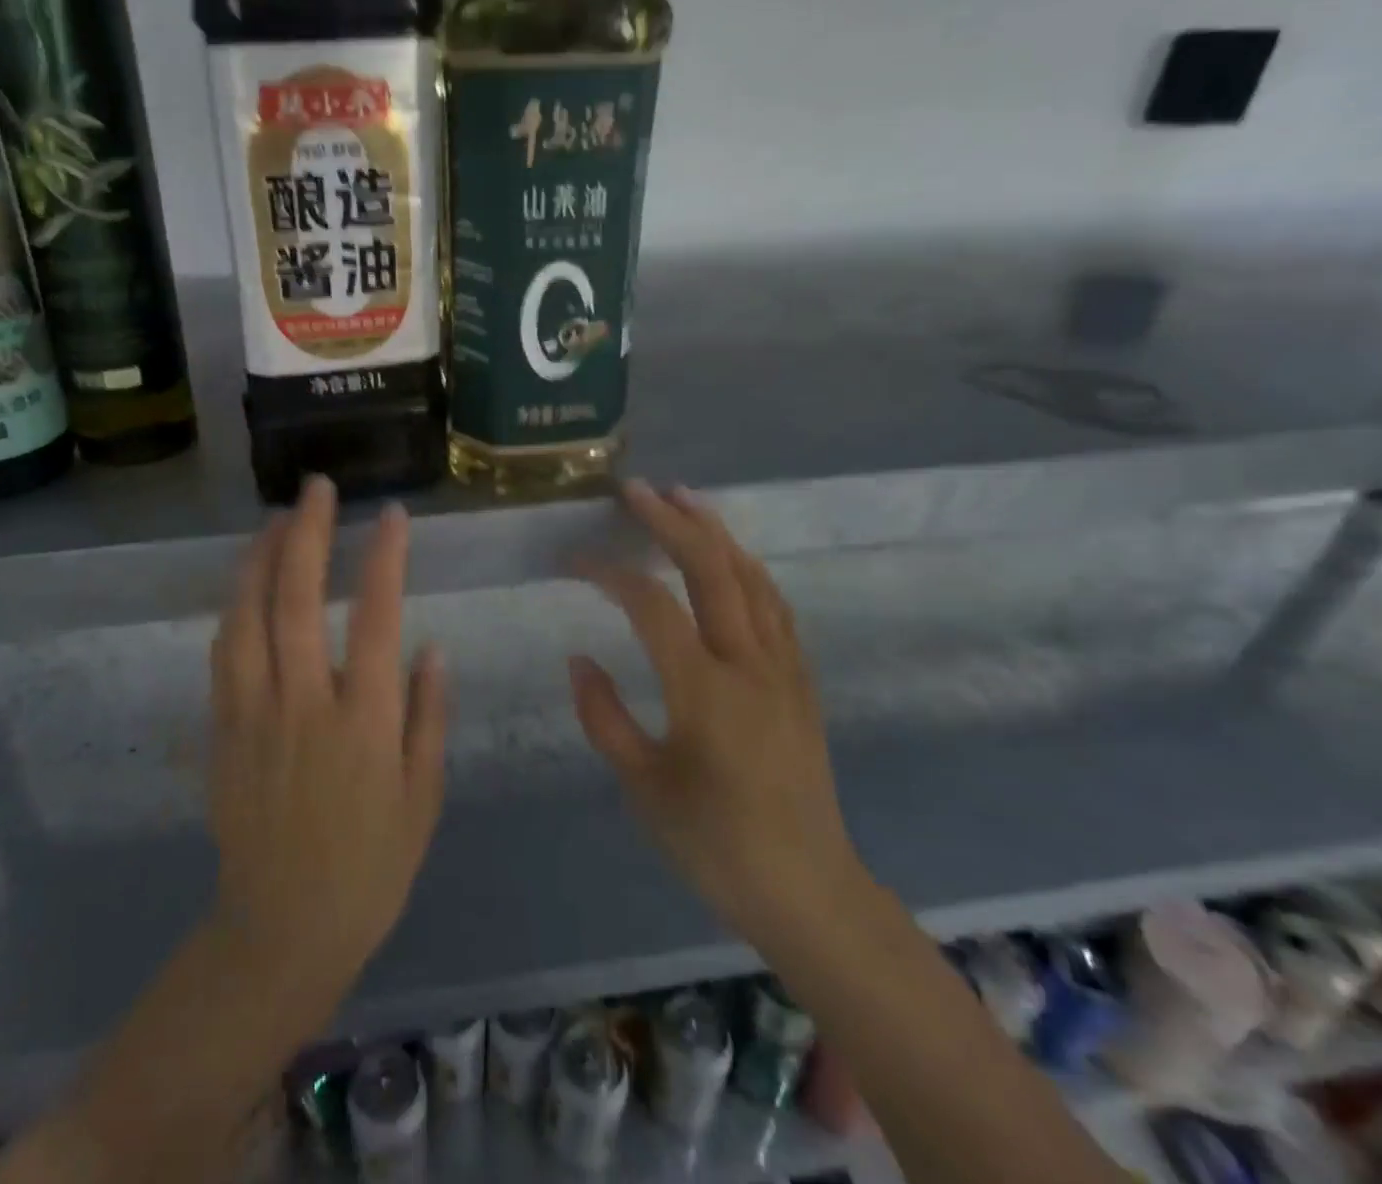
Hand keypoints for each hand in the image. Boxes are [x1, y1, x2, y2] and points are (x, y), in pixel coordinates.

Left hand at [206, 476, 447, 999]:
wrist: (281, 929)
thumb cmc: (370, 867)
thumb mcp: (423, 798)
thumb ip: (428, 717)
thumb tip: (432, 648)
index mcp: (366, 724)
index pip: (378, 620)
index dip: (386, 559)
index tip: (392, 515)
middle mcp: (305, 706)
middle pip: (298, 601)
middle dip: (309, 534)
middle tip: (318, 488)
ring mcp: (254, 716)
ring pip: (248, 617)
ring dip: (261, 559)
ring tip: (278, 519)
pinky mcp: (221, 731)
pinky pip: (224, 653)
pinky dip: (236, 607)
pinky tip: (247, 584)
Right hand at [570, 480, 862, 940]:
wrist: (809, 891)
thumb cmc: (715, 845)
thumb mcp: (643, 788)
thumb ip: (604, 717)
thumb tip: (578, 658)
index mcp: (704, 692)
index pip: (651, 605)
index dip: (608, 572)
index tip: (572, 560)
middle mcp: (750, 666)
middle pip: (713, 571)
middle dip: (672, 522)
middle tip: (636, 490)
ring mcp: (784, 669)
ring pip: (752, 579)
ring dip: (716, 533)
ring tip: (684, 500)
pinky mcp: (802, 681)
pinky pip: (775, 607)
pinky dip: (747, 569)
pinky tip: (731, 560)